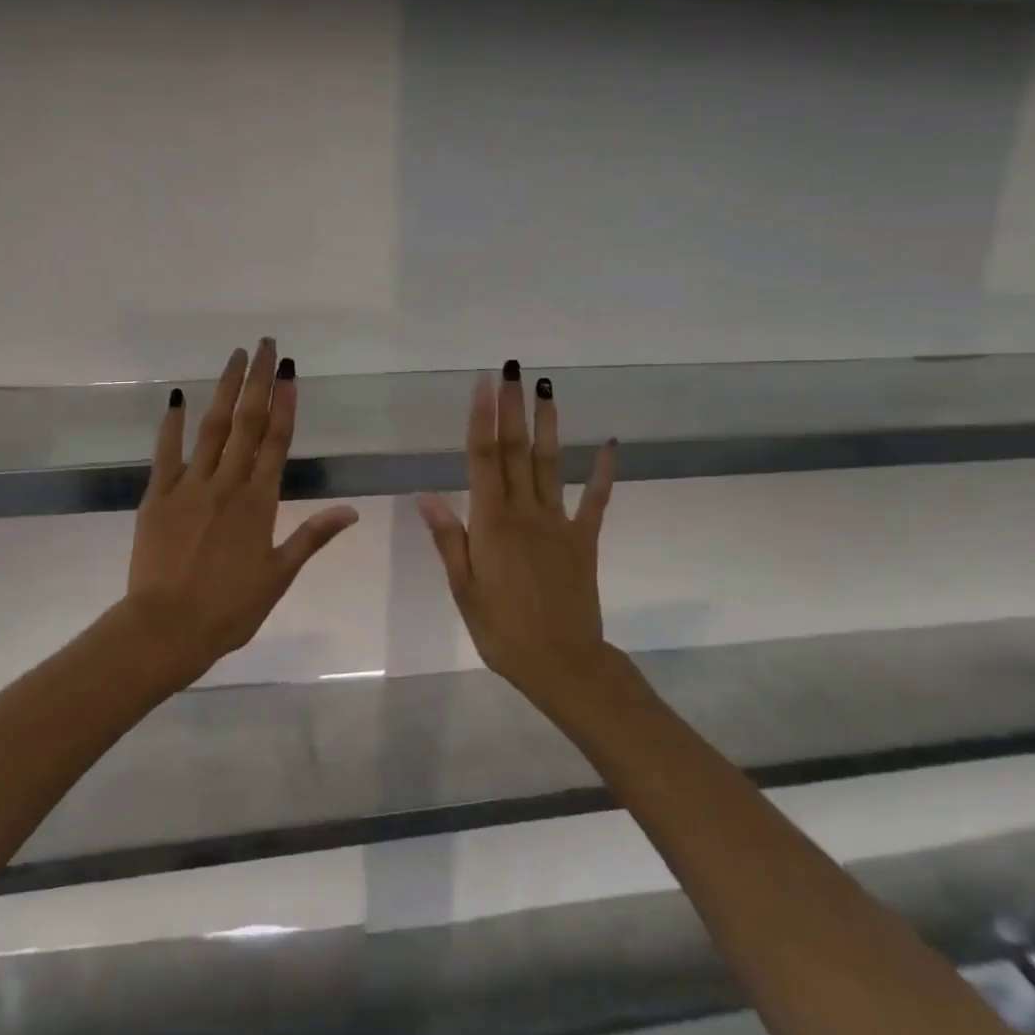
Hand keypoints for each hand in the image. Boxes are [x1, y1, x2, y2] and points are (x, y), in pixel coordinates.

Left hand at [126, 339, 358, 682]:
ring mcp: (189, 487)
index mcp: (259, 503)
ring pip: (211, 428)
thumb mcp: (279, 575)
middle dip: (257, 381)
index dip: (285, 402)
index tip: (289, 370)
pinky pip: (166, 453)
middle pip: (246, 423)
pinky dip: (172, 424)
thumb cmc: (230, 608)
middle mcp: (227, 484)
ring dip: (224, 389)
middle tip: (265, 344)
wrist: (166, 629)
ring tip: (235, 357)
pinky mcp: (157, 496)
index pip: (276, 441)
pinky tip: (178, 398)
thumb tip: (351, 510)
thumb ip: (313, 536)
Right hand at [417, 362, 616, 697]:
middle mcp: (525, 512)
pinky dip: (602, 472)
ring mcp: (559, 523)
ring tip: (547, 389)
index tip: (485, 384)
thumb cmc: (502, 630)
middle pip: (515, 451)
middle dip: (513, 408)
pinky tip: (608, 445)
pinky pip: (595, 500)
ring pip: (550, 464)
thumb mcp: (464, 588)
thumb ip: (449, 538)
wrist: (562, 663)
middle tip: (513, 370)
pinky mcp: (584, 539)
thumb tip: (425, 494)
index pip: (483, 459)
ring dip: (548, 425)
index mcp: (492, 523)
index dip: (483, 418)